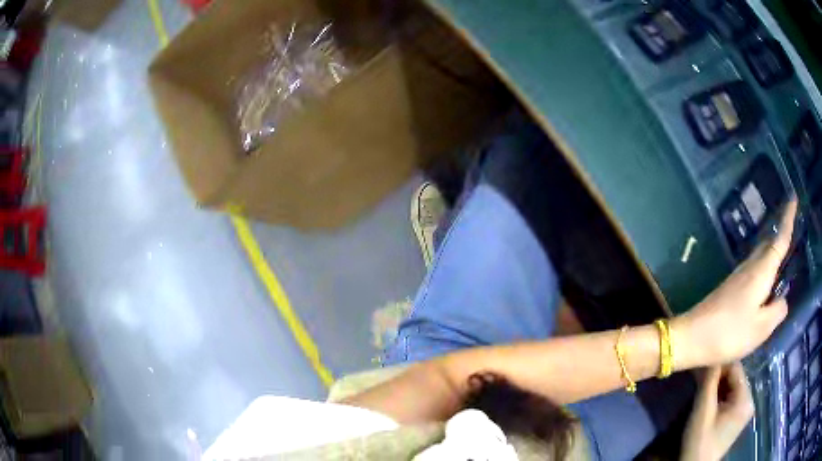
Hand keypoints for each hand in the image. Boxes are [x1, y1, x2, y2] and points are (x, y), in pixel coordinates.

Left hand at [673, 199, 796, 368]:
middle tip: (793, 223)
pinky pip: (753, 270)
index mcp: (761, 271)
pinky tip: (765, 279)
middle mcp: (749, 267)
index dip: (788, 218)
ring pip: (761, 255)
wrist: (690, 337)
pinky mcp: (730, 287)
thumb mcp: (760, 329)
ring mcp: (738, 276)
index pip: (780, 239)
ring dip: (773, 250)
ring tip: (784, 251)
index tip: (793, 197)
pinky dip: (764, 267)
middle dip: (782, 232)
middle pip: (769, 243)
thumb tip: (783, 299)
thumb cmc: (729, 334)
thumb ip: (777, 311)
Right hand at [681, 363, 753, 460]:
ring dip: (717, 387)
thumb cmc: (699, 441)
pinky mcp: (737, 418)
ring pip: (732, 388)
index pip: (736, 369)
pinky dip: (719, 397)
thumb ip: (708, 382)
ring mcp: (744, 410)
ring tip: (702, 389)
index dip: (719, 365)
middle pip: (735, 378)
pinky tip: (708, 401)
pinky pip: (730, 398)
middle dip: (718, 377)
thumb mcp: (702, 411)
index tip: (702, 367)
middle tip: (699, 379)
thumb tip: (710, 354)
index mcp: (746, 398)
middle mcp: (750, 401)